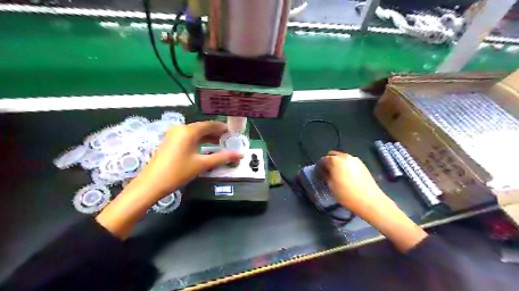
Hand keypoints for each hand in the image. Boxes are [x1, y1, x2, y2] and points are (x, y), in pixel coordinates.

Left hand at [132, 120, 239, 199]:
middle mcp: (181, 128)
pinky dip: (199, 140)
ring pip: (195, 132)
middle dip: (216, 133)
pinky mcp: (170, 141)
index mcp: (189, 131)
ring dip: (207, 137)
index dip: (222, 128)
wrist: (151, 184)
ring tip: (220, 143)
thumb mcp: (202, 164)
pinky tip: (205, 147)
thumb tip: (240, 155)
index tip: (233, 133)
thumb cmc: (178, 172)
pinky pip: (188, 137)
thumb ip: (221, 157)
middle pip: (202, 127)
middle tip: (229, 139)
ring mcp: (174, 134)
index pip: (210, 125)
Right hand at [318, 151, 395, 214]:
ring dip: (337, 162)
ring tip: (337, 174)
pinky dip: (345, 165)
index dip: (319, 167)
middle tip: (327, 172)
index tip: (319, 174)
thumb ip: (325, 175)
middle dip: (328, 161)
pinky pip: (349, 161)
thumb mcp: (331, 185)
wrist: (369, 200)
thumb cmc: (346, 194)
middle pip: (332, 154)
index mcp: (335, 161)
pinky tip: (346, 175)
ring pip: (341, 157)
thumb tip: (324, 171)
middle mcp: (344, 156)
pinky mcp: (362, 164)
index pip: (322, 160)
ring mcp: (354, 159)